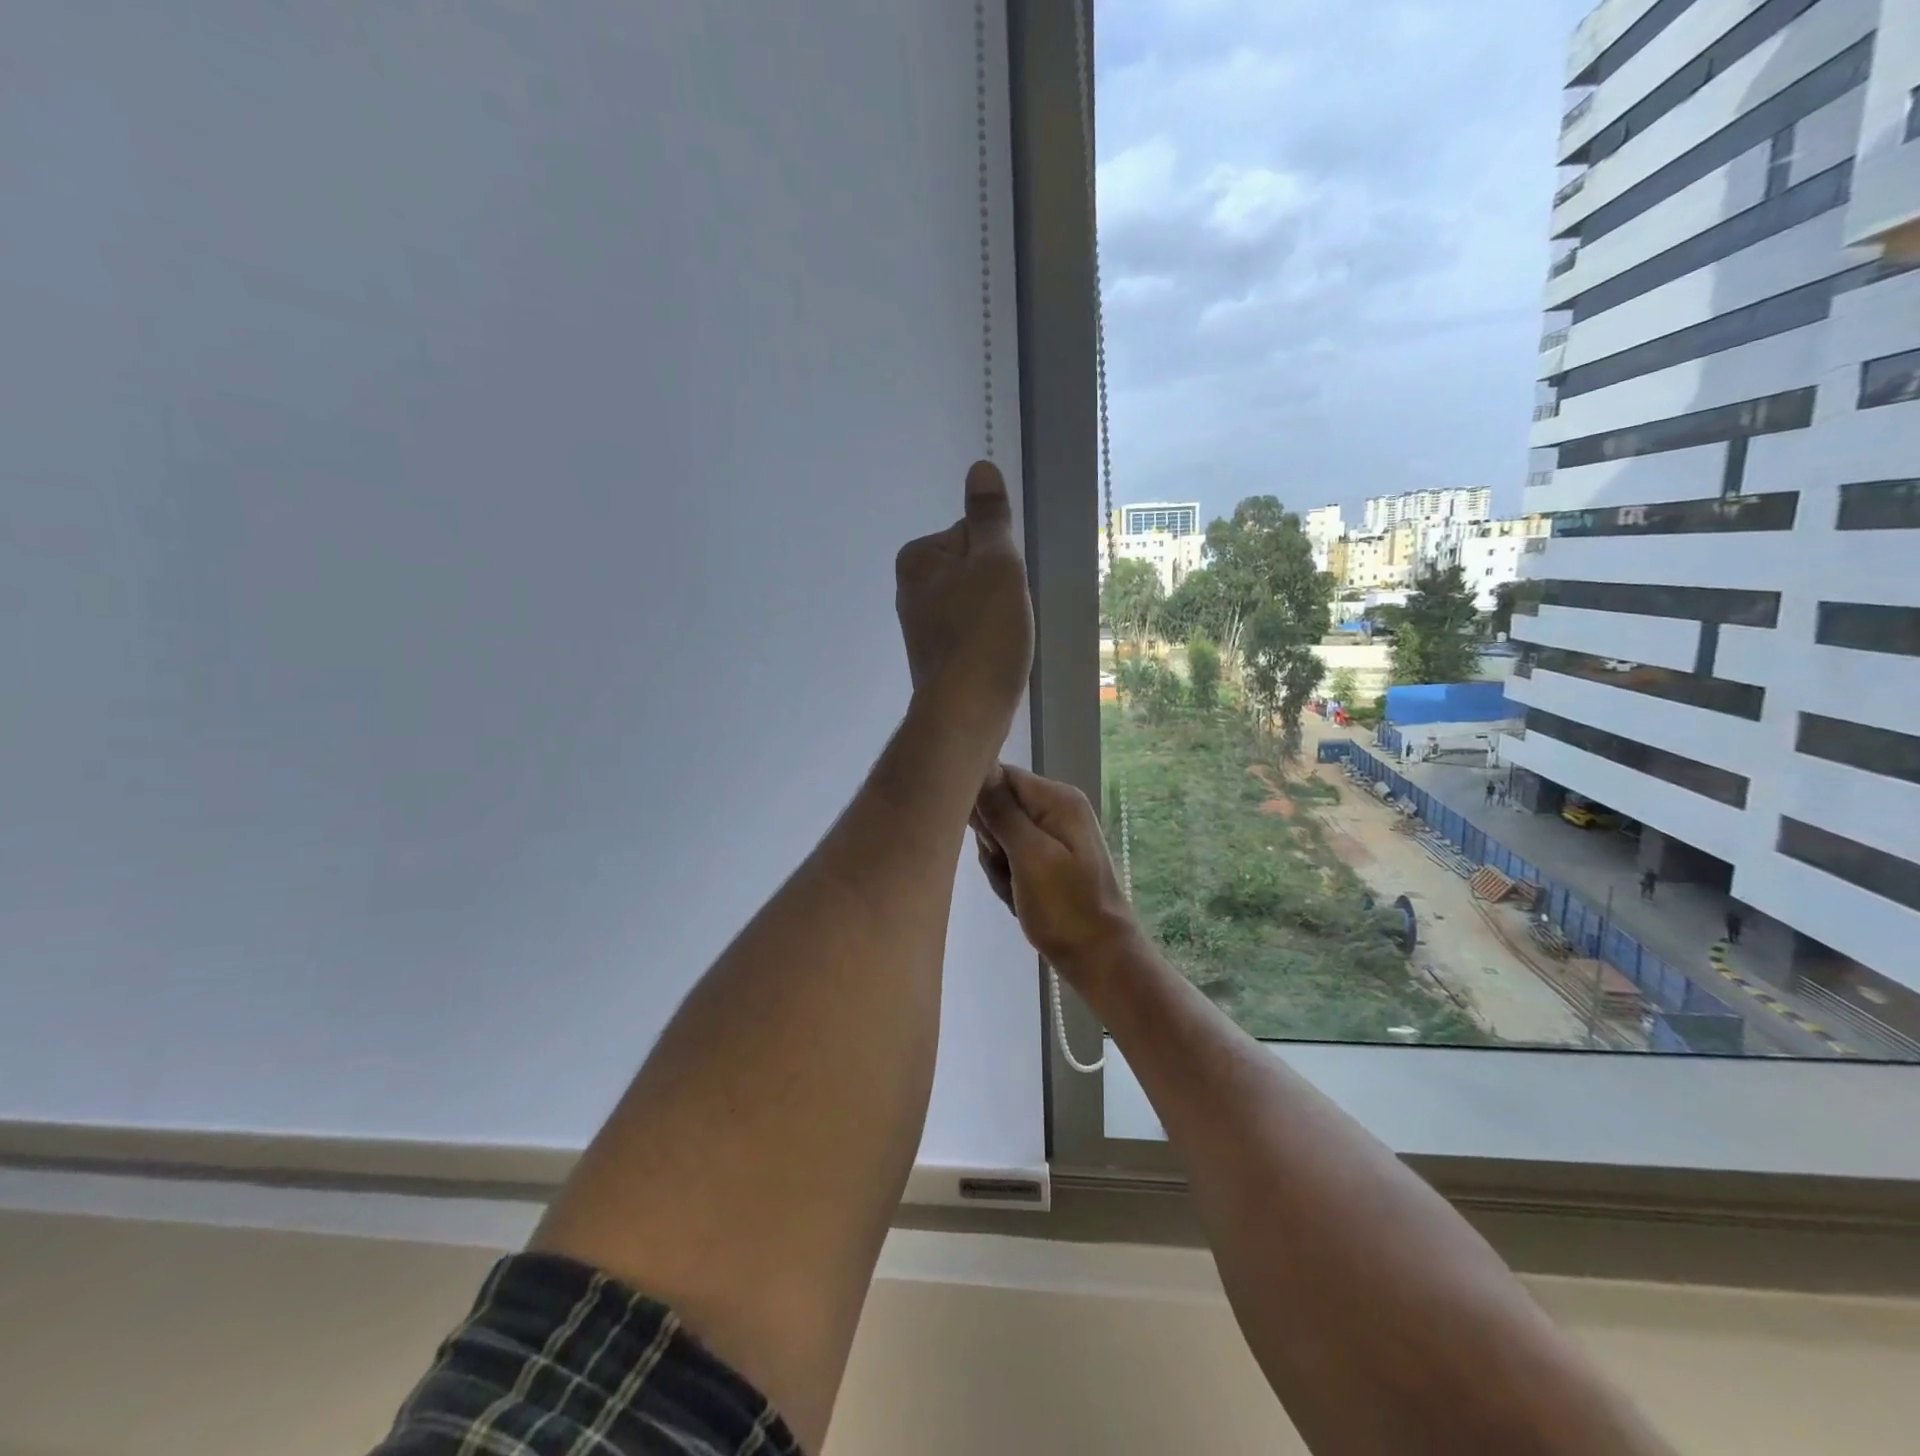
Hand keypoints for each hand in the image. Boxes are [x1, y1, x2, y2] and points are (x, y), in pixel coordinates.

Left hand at [895, 461, 1033, 735]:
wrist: (967, 712)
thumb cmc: (984, 632)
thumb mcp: (995, 563)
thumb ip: (990, 517)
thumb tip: (980, 467)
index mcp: (917, 559)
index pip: (975, 534)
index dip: (1000, 558)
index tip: (1002, 587)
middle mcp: (911, 589)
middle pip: (976, 569)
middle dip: (999, 589)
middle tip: (1006, 617)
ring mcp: (923, 626)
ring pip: (979, 603)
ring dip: (998, 617)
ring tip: (1003, 642)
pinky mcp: (938, 657)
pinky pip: (974, 633)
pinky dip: (990, 641)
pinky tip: (997, 659)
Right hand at [972, 764, 1141, 983]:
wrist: (1099, 958)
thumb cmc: (1065, 907)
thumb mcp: (1030, 856)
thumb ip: (1003, 811)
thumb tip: (980, 767)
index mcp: (1057, 799)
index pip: (1000, 776)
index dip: (982, 804)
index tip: (989, 840)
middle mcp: (1056, 808)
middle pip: (997, 806)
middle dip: (991, 842)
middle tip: (1008, 871)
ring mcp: (1052, 834)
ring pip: (998, 836)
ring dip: (998, 865)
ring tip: (1016, 889)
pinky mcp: (1046, 858)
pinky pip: (1009, 857)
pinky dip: (1007, 878)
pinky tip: (1018, 897)